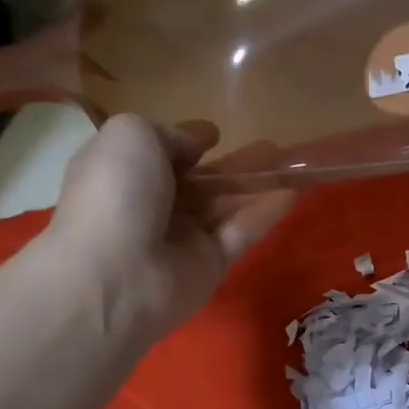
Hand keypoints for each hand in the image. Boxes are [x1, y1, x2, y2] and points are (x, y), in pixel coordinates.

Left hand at [38, 114, 294, 339]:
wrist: (116, 274)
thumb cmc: (116, 193)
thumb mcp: (132, 136)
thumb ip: (172, 134)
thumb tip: (200, 140)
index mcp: (124, 173)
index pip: (159, 154)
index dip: (186, 143)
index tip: (214, 135)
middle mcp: (152, 205)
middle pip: (199, 182)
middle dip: (231, 165)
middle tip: (270, 148)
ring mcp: (182, 238)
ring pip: (225, 205)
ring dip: (256, 184)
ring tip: (292, 164)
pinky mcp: (210, 265)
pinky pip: (241, 233)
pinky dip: (265, 213)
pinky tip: (292, 192)